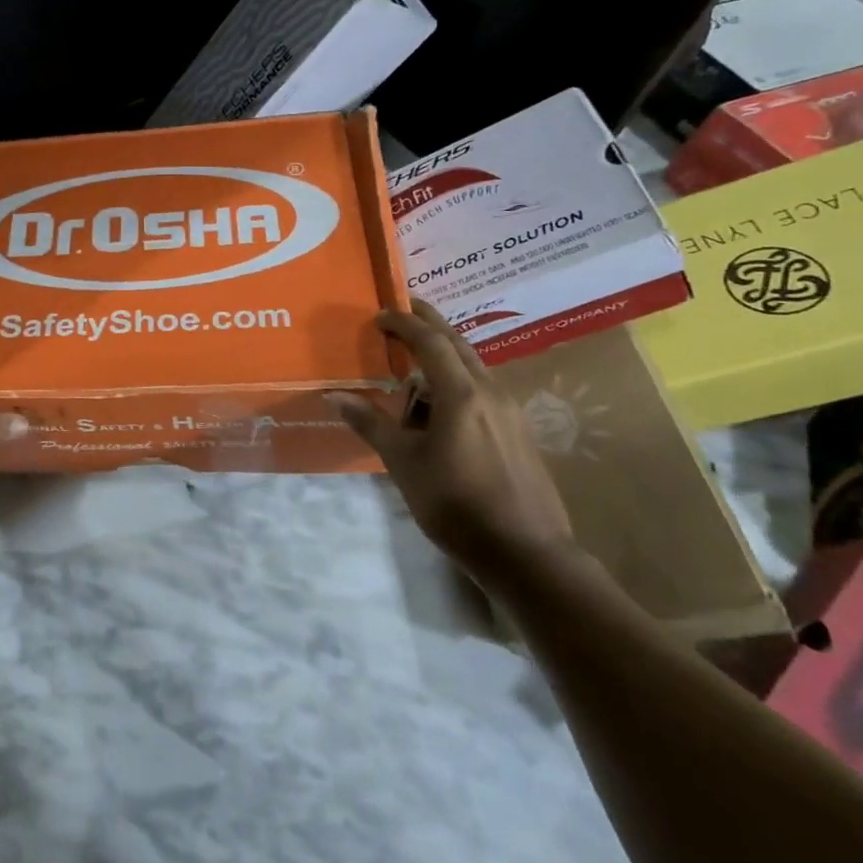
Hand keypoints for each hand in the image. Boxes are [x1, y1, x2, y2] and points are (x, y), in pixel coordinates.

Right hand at [328, 303, 574, 590]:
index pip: (431, 341)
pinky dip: (457, 381)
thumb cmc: (456, 504)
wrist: (527, 555)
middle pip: (458, 344)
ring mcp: (510, 412)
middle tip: (404, 308)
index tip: (379, 314)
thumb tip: (335, 395)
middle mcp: (491, 392)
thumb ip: (371, 424)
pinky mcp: (518, 433)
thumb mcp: (404, 463)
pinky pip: (483, 391)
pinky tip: (441, 408)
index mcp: (462, 394)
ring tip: (414, 365)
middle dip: (430, 323)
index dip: (405, 323)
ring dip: (444, 355)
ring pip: (474, 367)